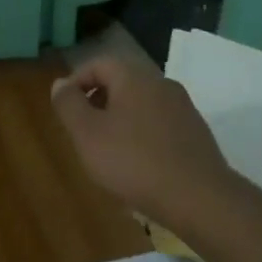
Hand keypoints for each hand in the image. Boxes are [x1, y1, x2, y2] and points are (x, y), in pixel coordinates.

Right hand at [51, 55, 235, 235]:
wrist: (200, 198)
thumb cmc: (134, 162)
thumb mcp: (87, 134)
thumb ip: (69, 104)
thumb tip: (60, 84)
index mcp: (134, 77)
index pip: (98, 64)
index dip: (76, 82)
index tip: (64, 109)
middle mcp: (162, 84)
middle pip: (121, 83)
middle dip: (98, 102)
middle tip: (82, 131)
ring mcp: (183, 108)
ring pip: (141, 104)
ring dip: (120, 120)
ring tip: (108, 151)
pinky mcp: (196, 133)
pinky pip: (160, 124)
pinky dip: (142, 136)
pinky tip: (138, 164)